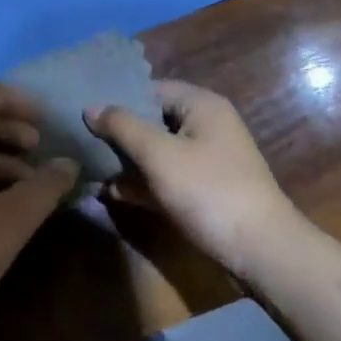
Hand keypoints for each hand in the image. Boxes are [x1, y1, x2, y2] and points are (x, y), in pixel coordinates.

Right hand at [85, 80, 299, 275]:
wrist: (260, 251)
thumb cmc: (208, 190)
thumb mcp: (158, 154)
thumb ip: (122, 127)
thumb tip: (91, 107)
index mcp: (201, 106)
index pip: (151, 89)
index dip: (118, 98)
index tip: (84, 111)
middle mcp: (206, 126)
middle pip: (152, 120)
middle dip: (118, 133)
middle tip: (80, 139)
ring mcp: (206, 161)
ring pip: (156, 152)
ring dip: (126, 161)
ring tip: (87, 167)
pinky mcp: (203, 191)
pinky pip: (164, 178)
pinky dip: (141, 183)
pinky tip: (109, 192)